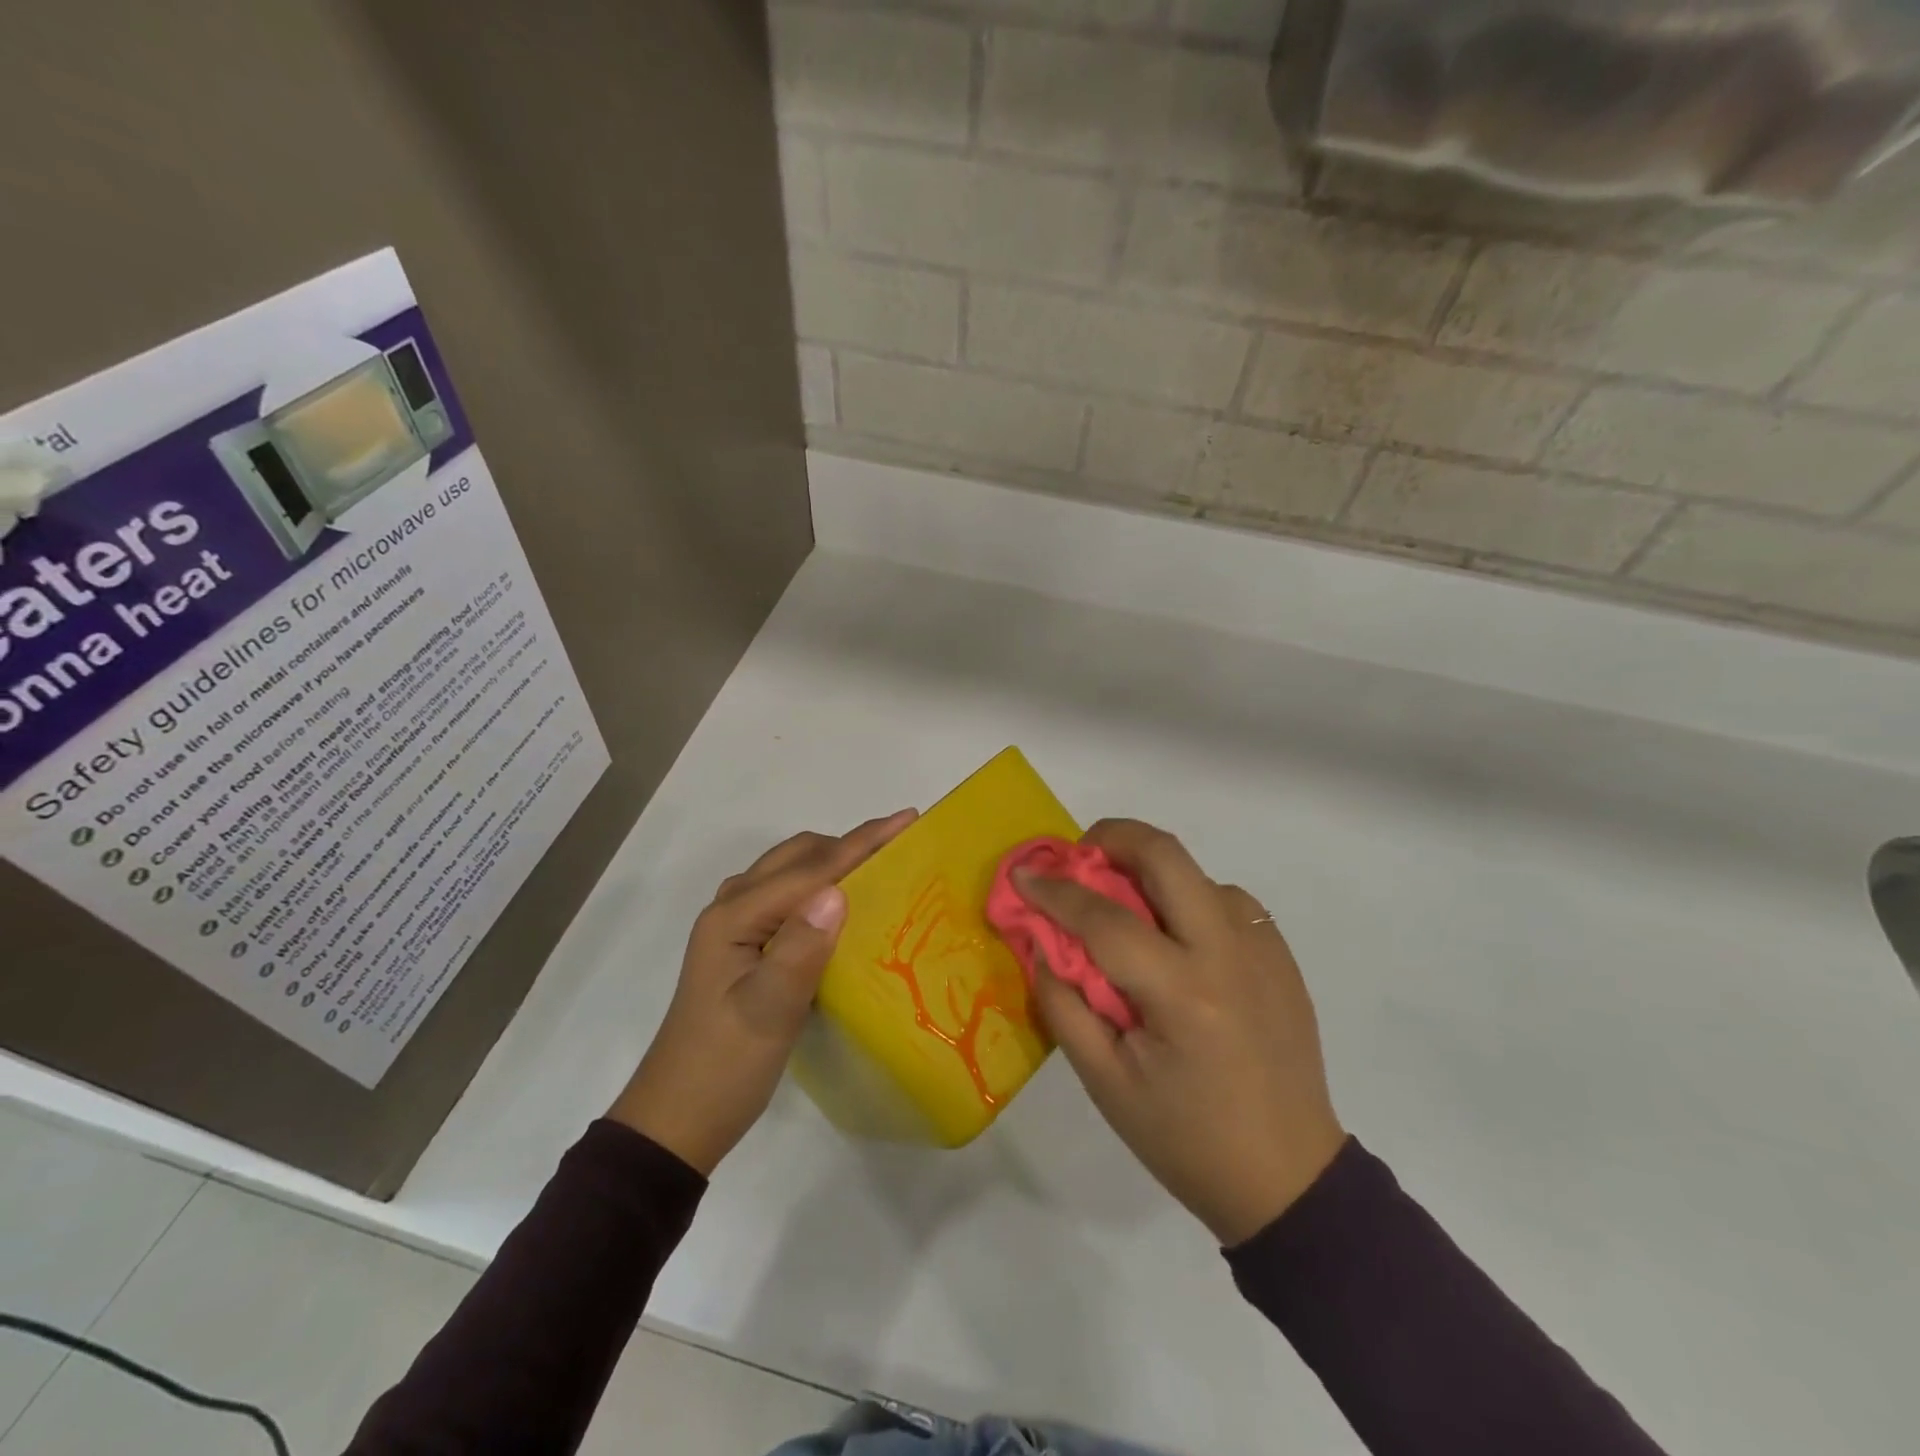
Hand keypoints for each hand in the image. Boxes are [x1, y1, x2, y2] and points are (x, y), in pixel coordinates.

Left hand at [610, 810, 916, 1173]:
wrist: (678, 1119)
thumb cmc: (724, 1067)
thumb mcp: (767, 1013)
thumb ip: (800, 950)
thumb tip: (839, 891)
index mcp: (734, 916)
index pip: (810, 868)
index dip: (862, 842)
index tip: (909, 820)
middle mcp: (732, 908)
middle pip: (798, 856)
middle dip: (850, 844)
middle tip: (902, 848)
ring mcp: (735, 926)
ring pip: (792, 872)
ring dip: (835, 862)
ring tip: (882, 868)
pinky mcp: (745, 946)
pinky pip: (789, 896)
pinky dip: (822, 887)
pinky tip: (846, 907)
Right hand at [1017, 819, 1346, 1245]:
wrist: (1290, 1179)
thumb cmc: (1186, 1139)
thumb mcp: (1106, 1084)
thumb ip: (1064, 1005)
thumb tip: (1042, 943)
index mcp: (1182, 993)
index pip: (1105, 917)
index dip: (1055, 891)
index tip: (1024, 876)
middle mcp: (1229, 952)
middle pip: (1166, 855)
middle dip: (1112, 838)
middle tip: (1080, 858)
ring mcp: (1263, 948)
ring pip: (1197, 874)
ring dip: (1152, 874)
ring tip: (1126, 912)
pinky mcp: (1281, 956)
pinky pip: (1227, 902)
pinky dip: (1189, 901)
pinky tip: (1176, 943)